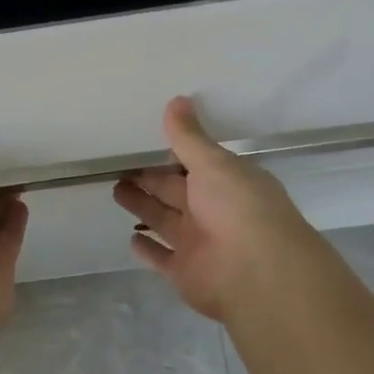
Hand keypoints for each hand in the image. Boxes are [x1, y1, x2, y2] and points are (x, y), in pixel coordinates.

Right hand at [113, 97, 328, 322]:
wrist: (258, 274)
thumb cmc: (240, 208)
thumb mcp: (214, 163)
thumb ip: (189, 137)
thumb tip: (177, 100)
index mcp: (226, 182)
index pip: (194, 163)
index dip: (171, 153)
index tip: (144, 140)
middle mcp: (213, 211)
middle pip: (175, 191)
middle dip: (150, 179)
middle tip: (120, 165)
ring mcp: (199, 243)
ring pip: (164, 220)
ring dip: (143, 206)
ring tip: (115, 190)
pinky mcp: (185, 272)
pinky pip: (161, 258)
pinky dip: (147, 250)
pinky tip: (130, 239)